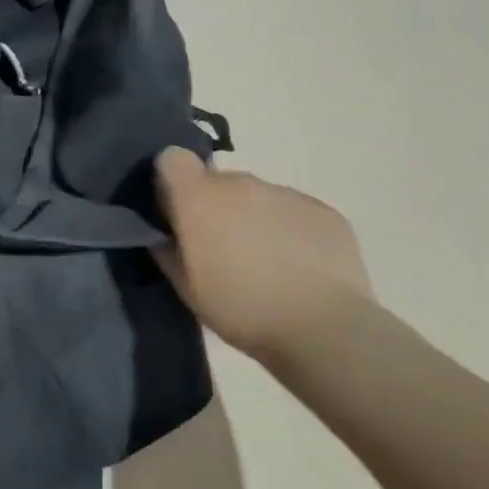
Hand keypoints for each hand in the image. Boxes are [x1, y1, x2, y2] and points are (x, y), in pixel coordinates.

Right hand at [153, 147, 375, 364]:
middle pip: (217, 181)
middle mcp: (240, 184)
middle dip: (214, 206)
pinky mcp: (323, 210)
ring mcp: (285, 193)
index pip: (172, 159)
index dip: (172, 180)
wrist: (323, 329)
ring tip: (265, 260)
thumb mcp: (185, 286)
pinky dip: (288, 229)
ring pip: (256, 196)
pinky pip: (292, 210)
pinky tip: (298, 265)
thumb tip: (164, 232)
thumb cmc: (240, 308)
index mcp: (199, 198)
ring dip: (252, 217)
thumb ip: (167, 248)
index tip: (177, 211)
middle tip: (222, 248)